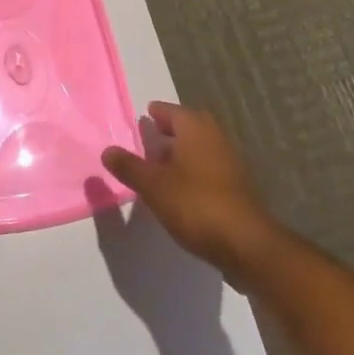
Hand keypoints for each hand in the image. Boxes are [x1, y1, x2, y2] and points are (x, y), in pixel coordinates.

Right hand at [102, 101, 276, 279]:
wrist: (245, 243)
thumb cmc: (195, 204)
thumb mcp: (153, 185)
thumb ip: (129, 166)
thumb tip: (108, 151)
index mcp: (195, 129)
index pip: (172, 111)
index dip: (157, 113)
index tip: (145, 116)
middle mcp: (215, 138)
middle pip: (190, 126)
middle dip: (171, 130)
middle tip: (152, 137)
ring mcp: (230, 162)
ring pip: (201, 147)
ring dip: (183, 151)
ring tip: (161, 165)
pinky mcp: (237, 186)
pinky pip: (210, 167)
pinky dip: (194, 169)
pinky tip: (181, 188)